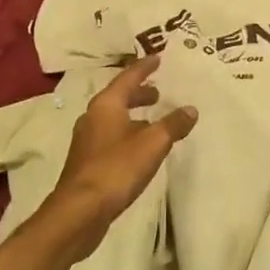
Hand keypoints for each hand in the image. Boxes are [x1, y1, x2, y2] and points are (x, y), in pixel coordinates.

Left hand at [42, 56, 197, 260]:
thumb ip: (172, 125)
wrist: (80, 211)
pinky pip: (111, 137)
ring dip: (133, 115)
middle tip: (158, 92)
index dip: (145, 67)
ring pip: (114, 118)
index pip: (128, 77)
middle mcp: (93, 117)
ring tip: (153, 120)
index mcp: (106, 105)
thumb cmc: (116, 169)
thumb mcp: (152, 144)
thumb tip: (190, 109)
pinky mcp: (87, 162)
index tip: (158, 58)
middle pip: (118, 97)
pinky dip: (127, 133)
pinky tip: (139, 148)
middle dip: (139, 93)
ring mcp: (87, 140)